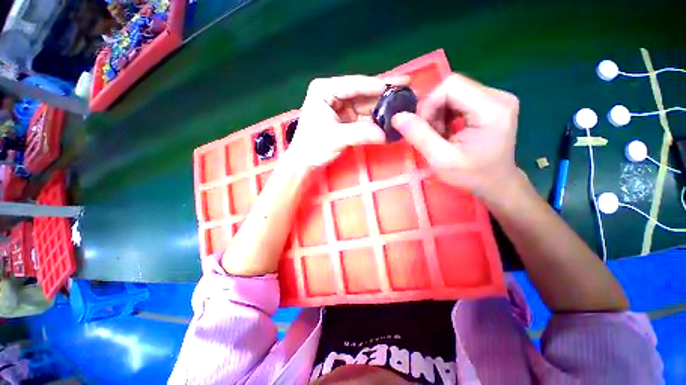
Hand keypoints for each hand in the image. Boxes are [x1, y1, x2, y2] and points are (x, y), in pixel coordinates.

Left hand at [287, 75, 407, 168]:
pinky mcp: (347, 120)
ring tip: (404, 107)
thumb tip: (386, 135)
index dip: (377, 85)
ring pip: (366, 105)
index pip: (354, 85)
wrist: (305, 162)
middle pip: (363, 93)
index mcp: (325, 90)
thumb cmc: (313, 147)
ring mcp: (342, 107)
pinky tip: (390, 121)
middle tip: (408, 92)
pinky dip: (377, 121)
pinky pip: (365, 118)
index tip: (399, 84)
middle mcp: (334, 94)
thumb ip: (361, 134)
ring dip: (383, 109)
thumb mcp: (335, 138)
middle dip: (384, 95)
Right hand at [391, 73, 519, 197]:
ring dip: (438, 113)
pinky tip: (447, 130)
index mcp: (492, 109)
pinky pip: (459, 99)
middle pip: (452, 87)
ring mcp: (497, 98)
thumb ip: (419, 136)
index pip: (451, 86)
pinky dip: (446, 114)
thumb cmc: (471, 175)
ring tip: (439, 135)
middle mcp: (498, 96)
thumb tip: (397, 117)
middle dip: (433, 111)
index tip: (423, 129)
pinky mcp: (491, 103)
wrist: (495, 183)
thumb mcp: (441, 160)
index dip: (429, 105)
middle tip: (431, 135)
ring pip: (453, 92)